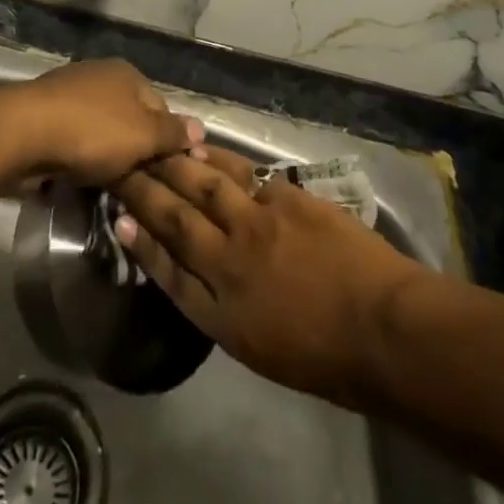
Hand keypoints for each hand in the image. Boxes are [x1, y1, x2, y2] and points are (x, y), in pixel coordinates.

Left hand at [0, 59, 201, 186]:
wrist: (20, 134)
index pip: (161, 108)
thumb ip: (173, 134)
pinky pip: (72, 138)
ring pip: (100, 130)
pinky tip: (73, 175)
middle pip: (129, 119)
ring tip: (103, 185)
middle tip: (134, 184)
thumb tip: (201, 127)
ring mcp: (69, 91)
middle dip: (132, 150)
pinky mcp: (43, 113)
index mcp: (127, 73)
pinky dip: (76, 156)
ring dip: (103, 156)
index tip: (163, 174)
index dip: (165, 142)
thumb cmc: (91, 132)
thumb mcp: (143, 136)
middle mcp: (100, 75)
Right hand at [112, 148, 424, 408]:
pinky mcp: (284, 196)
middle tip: (121, 167)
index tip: (119, 219)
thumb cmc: (330, 358)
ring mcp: (257, 223)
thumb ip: (229, 308)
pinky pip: (243, 173)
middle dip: (145, 191)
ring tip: (155, 147)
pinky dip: (218, 158)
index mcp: (224, 314)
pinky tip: (204, 145)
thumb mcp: (265, 349)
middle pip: (177, 219)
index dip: (142, 245)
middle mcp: (230, 263)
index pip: (170, 273)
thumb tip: (206, 272)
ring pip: (205, 184)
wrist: (384, 327)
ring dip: (175, 164)